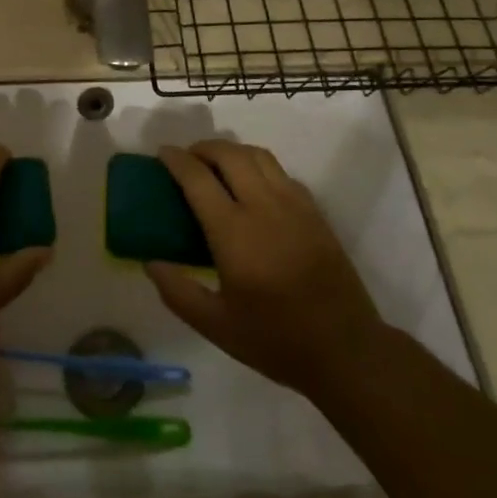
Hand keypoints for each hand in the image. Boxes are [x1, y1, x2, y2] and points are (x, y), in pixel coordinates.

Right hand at [145, 141, 388, 398]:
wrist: (345, 350)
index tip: (162, 153)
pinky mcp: (314, 212)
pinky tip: (253, 187)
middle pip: (230, 154)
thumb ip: (177, 292)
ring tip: (217, 165)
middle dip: (203, 147)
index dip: (176, 160)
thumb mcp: (216, 326)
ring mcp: (294, 205)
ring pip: (259, 156)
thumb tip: (151, 262)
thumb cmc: (275, 340)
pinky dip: (259, 167)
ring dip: (232, 151)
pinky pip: (281, 173)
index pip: (198, 178)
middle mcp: (264, 207)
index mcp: (234, 233)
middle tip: (187, 158)